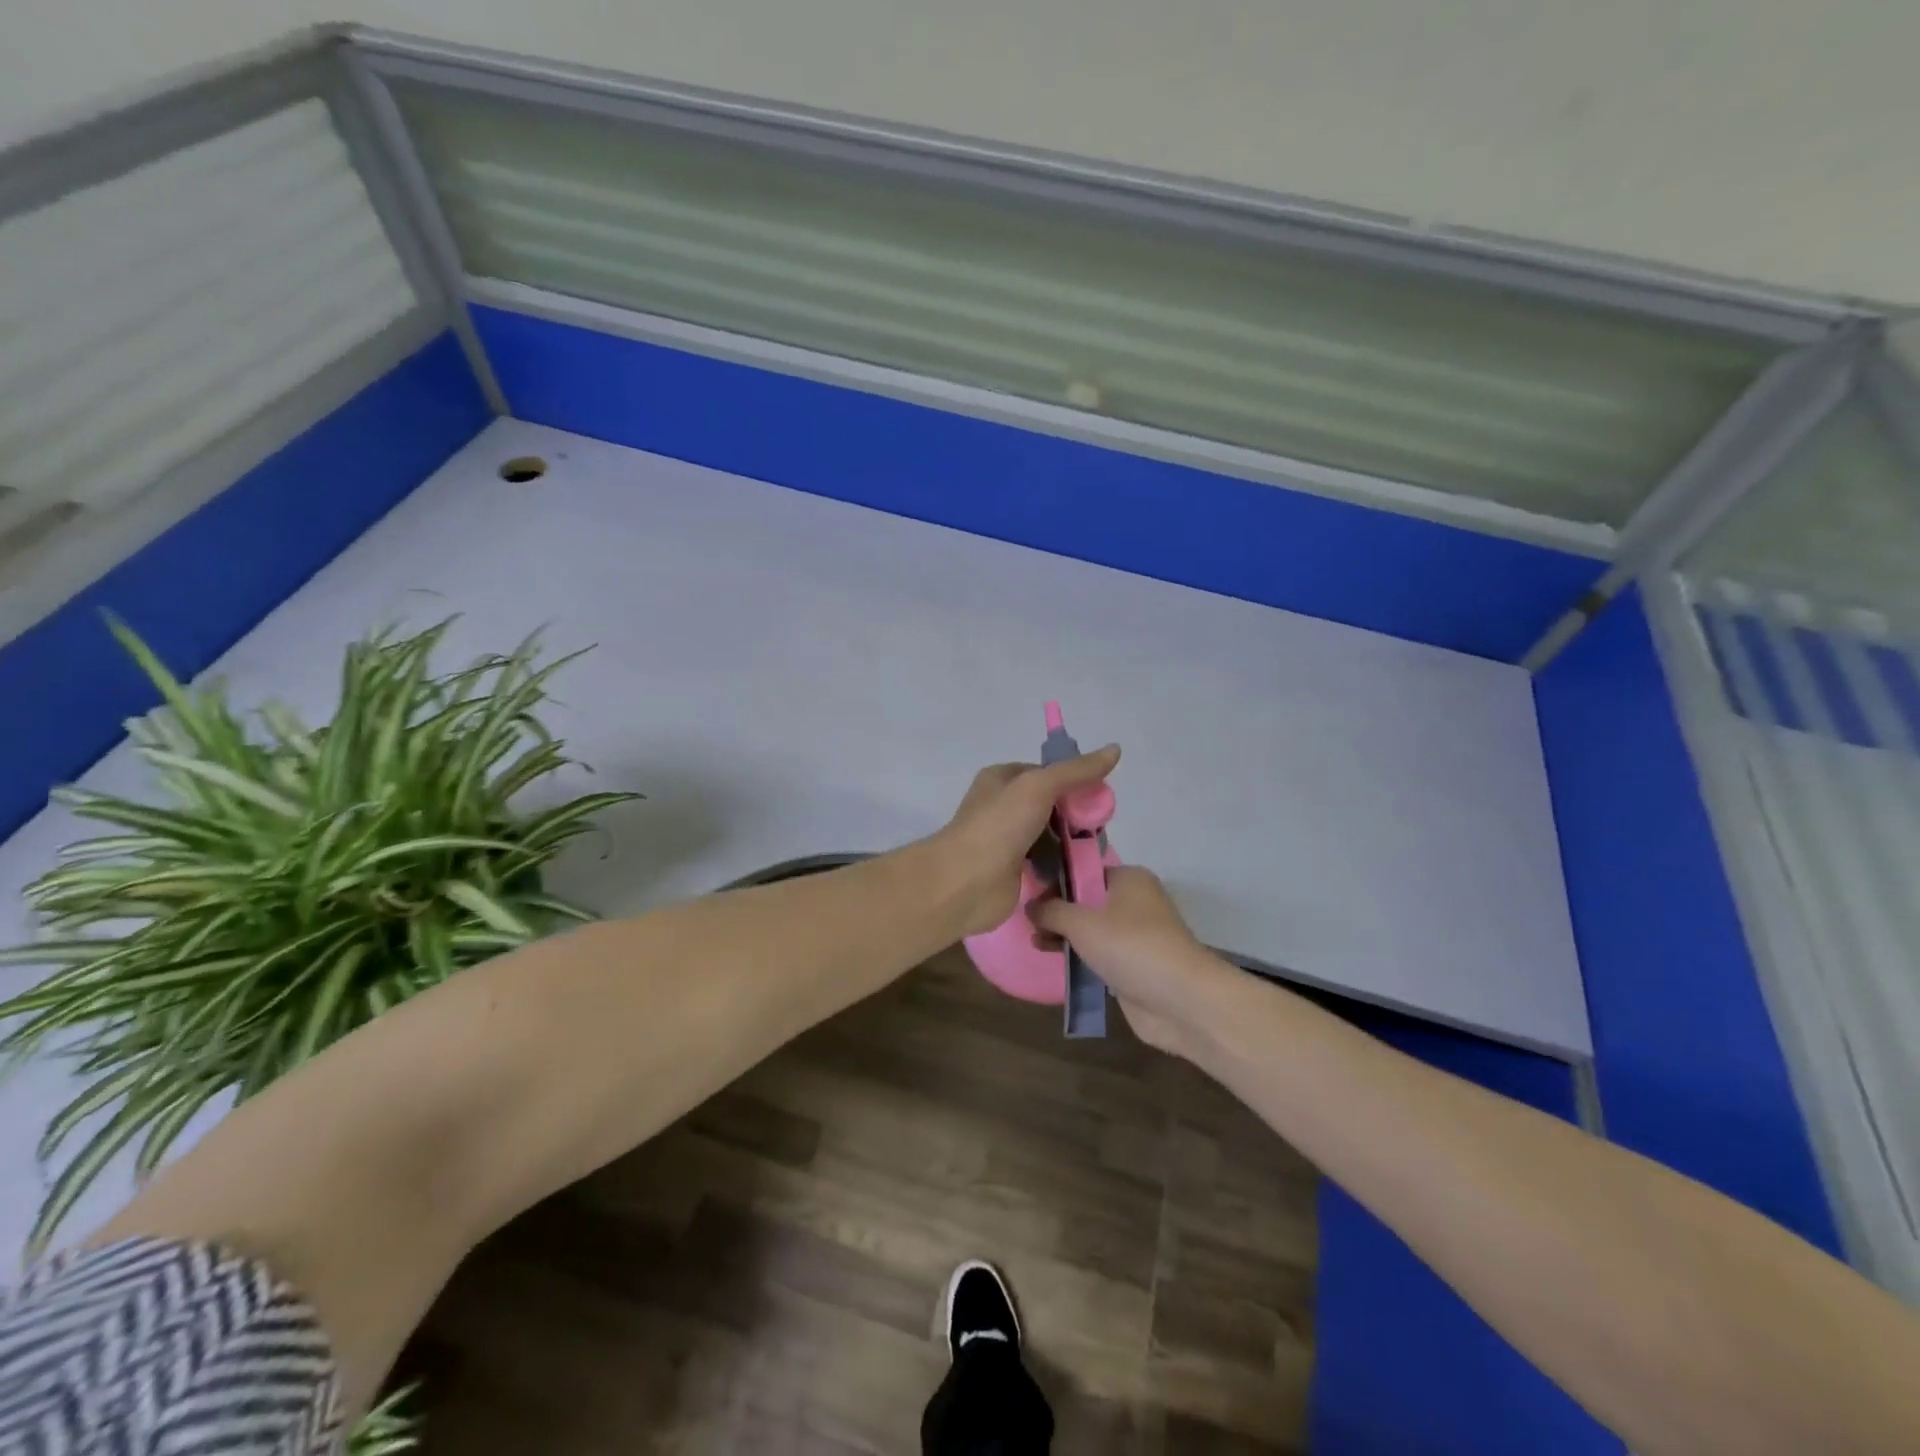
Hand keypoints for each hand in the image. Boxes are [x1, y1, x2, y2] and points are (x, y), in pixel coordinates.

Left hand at [933, 746, 1120, 937]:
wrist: (966, 881)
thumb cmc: (999, 825)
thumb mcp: (1039, 786)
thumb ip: (1076, 770)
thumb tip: (1115, 748)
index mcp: (1001, 779)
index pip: (1046, 772)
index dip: (1073, 780)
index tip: (1100, 795)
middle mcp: (1001, 806)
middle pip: (1049, 804)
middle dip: (1074, 814)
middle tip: (1101, 827)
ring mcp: (1006, 840)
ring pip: (1048, 834)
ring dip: (1070, 841)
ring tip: (1097, 849)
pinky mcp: (1012, 871)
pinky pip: (1044, 862)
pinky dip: (1060, 865)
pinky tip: (1081, 870)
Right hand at [1030, 865, 1225, 1055]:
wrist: (1181, 1000)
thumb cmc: (1130, 947)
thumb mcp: (1082, 922)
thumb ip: (1052, 911)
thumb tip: (1030, 905)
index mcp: (1129, 879)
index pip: (1085, 871)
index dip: (1056, 881)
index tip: (1029, 895)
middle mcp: (1135, 902)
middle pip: (1087, 900)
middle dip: (1058, 912)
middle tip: (1028, 922)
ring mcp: (1137, 936)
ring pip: (1092, 929)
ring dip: (1065, 935)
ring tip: (1036, 943)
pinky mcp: (1135, 966)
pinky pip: (1100, 954)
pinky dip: (1080, 956)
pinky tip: (1055, 960)